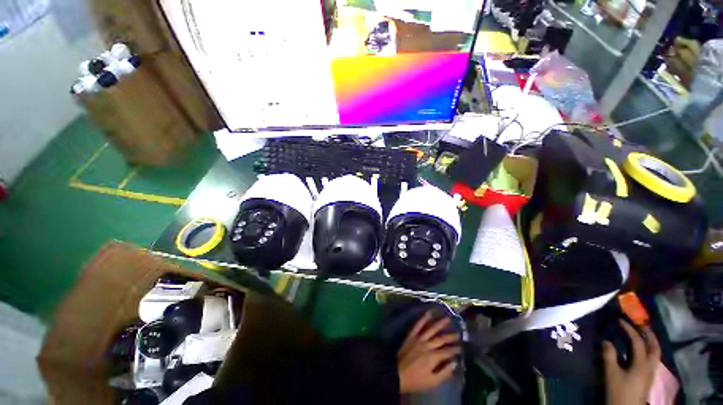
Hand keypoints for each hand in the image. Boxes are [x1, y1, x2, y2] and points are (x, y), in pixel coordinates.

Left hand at [397, 311, 460, 392]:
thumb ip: (444, 373)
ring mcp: (418, 338)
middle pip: (441, 339)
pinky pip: (418, 325)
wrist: (397, 374)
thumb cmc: (416, 380)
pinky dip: (423, 318)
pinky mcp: (411, 335)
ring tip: (447, 318)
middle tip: (458, 333)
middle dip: (450, 336)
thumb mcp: (432, 382)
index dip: (455, 349)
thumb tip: (455, 363)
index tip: (461, 348)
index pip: (447, 351)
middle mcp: (427, 345)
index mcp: (433, 357)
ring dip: (440, 323)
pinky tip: (428, 312)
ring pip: (431, 329)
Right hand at [603, 320, 660, 404]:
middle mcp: (650, 366)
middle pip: (654, 347)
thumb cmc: (619, 391)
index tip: (619, 320)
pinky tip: (640, 351)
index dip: (629, 329)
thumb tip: (606, 340)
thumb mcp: (611, 374)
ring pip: (655, 354)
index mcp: (642, 364)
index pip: (638, 342)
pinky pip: (651, 359)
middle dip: (649, 334)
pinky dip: (647, 350)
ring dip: (650, 342)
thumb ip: (609, 356)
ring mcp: (650, 372)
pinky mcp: (647, 377)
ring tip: (642, 334)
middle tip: (640, 323)